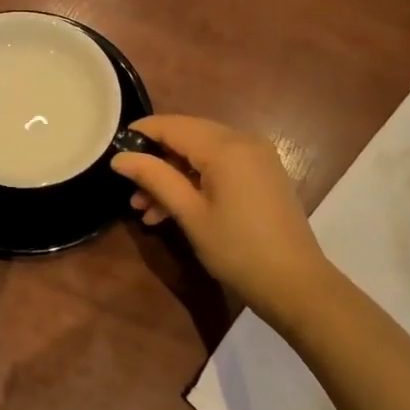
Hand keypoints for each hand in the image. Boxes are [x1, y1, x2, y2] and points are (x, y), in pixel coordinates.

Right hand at [112, 115, 327, 327]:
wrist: (295, 284)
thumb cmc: (237, 249)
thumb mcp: (190, 214)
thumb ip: (154, 178)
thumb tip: (119, 158)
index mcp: (226, 147)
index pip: (173, 125)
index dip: (141, 134)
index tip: (114, 151)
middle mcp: (244, 142)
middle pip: (188, 136)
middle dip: (156, 160)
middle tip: (130, 188)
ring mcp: (257, 158)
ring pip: (202, 154)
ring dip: (172, 175)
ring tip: (144, 209)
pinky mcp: (262, 175)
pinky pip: (220, 166)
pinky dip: (195, 182)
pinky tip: (172, 211)